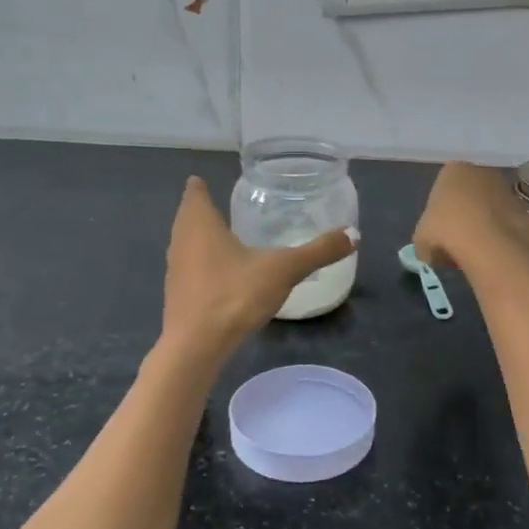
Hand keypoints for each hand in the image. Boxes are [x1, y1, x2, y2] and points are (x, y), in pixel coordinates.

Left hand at [159, 177, 355, 363]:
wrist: (195, 348)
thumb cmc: (233, 295)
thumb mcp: (283, 270)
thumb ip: (318, 251)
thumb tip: (354, 234)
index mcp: (200, 225)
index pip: (194, 193)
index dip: (200, 185)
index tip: (208, 180)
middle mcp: (181, 241)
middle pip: (187, 216)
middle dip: (202, 210)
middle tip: (225, 205)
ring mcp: (174, 270)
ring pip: (185, 244)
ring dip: (200, 239)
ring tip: (225, 237)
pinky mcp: (177, 296)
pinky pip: (189, 269)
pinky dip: (202, 265)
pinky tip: (223, 275)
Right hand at [412, 162, 528, 271]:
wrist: (491, 247)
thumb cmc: (447, 233)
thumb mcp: (421, 240)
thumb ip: (426, 239)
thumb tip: (432, 251)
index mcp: (453, 170)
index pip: (442, 187)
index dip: (439, 212)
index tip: (437, 232)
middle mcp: (483, 173)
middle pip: (470, 194)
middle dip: (465, 215)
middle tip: (456, 242)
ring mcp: (508, 191)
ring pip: (492, 209)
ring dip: (485, 226)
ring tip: (476, 253)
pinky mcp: (527, 212)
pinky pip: (509, 225)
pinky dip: (503, 238)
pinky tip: (495, 256)